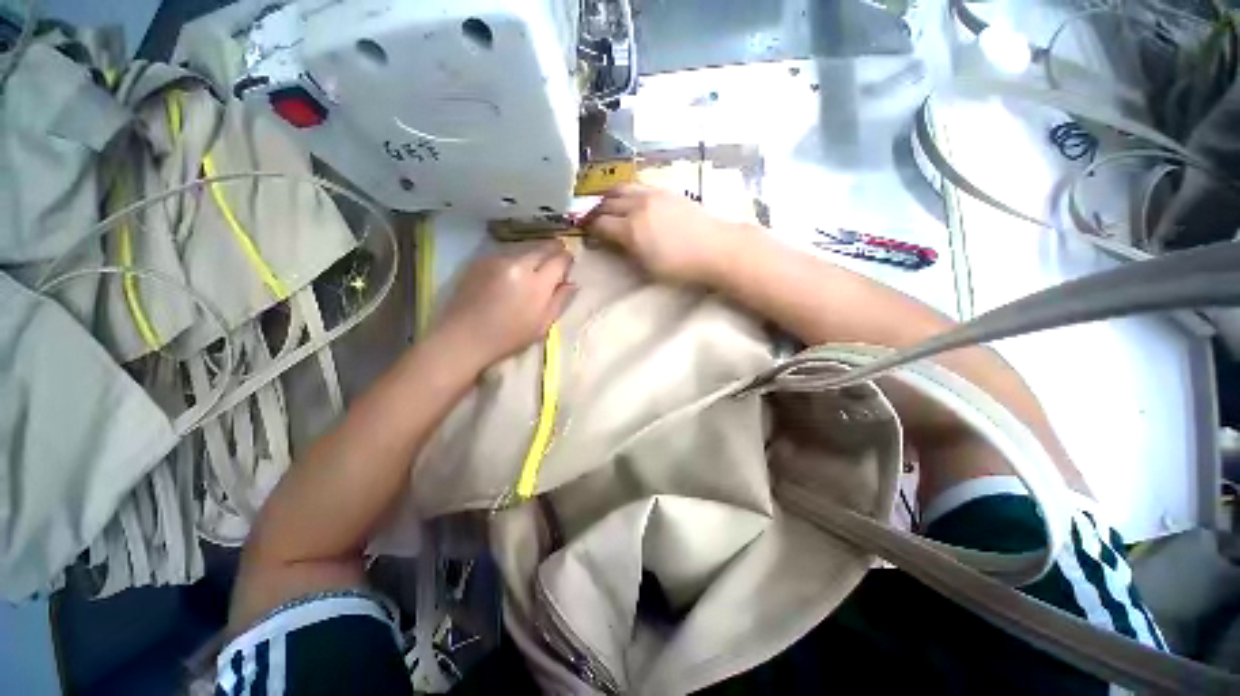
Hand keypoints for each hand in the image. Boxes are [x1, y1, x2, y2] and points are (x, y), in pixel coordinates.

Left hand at [433, 243, 574, 367]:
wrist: (463, 337)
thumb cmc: (508, 337)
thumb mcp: (542, 325)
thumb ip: (560, 300)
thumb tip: (572, 283)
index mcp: (537, 284)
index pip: (560, 259)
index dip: (567, 259)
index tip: (568, 263)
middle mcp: (518, 264)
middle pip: (543, 247)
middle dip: (553, 249)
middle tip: (556, 257)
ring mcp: (497, 259)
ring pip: (524, 249)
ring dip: (532, 255)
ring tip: (532, 269)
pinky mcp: (481, 260)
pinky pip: (506, 254)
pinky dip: (513, 260)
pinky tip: (510, 274)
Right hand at [580, 184, 752, 284]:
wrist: (716, 248)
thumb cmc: (681, 266)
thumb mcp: (648, 267)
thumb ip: (626, 251)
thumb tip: (611, 242)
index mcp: (631, 229)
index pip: (601, 224)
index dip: (590, 229)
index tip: (586, 233)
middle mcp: (638, 206)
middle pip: (607, 202)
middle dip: (595, 210)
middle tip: (591, 219)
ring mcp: (653, 195)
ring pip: (622, 189)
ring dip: (609, 197)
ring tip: (607, 205)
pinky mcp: (666, 191)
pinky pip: (638, 186)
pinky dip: (627, 192)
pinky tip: (629, 199)